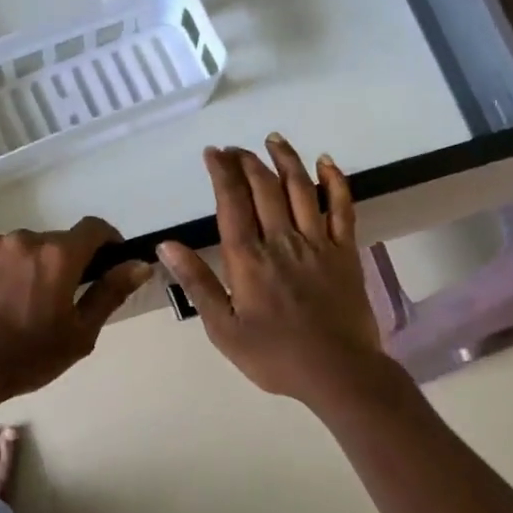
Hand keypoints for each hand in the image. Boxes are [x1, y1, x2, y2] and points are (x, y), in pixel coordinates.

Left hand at [0, 217, 152, 404]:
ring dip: (22, 266)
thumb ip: (110, 293)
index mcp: (59, 257)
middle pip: (52, 243)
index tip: (105, 259)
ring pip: (17, 248)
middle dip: (57, 264)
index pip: (93, 228)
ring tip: (10, 303)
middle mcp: (25, 239)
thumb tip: (140, 265)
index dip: (105, 240)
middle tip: (48, 300)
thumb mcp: (79, 334)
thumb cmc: (26, 358)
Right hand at [159, 136, 394, 408]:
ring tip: (274, 139)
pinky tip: (326, 162)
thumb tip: (167, 246)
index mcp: (248, 260)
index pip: (231, 204)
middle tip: (236, 148)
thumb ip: (197, 283)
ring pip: (301, 189)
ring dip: (286, 160)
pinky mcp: (345, 252)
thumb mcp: (223, 329)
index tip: (213, 152)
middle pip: (264, 189)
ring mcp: (317, 243)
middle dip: (247, 162)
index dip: (221, 173)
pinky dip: (336, 182)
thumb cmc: (274, 356)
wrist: (339, 373)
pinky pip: (343, 208)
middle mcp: (282, 241)